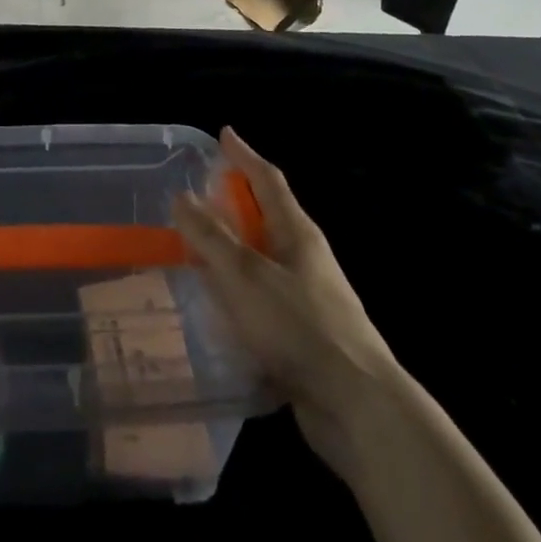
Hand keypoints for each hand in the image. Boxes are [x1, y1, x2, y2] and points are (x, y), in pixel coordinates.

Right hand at [174, 127, 399, 475]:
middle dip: (235, 205)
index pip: (268, 179)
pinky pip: (264, 301)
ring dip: (233, 254)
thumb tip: (182, 196)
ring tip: (197, 253)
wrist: (358, 407)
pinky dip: (239, 295)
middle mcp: (305, 258)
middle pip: (267, 218)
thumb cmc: (298, 326)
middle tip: (199, 196)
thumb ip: (210, 236)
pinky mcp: (305, 336)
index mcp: (297, 232)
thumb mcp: (244, 275)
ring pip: (263, 262)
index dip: (244, 155)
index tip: (224, 134)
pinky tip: (217, 310)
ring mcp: (309, 299)